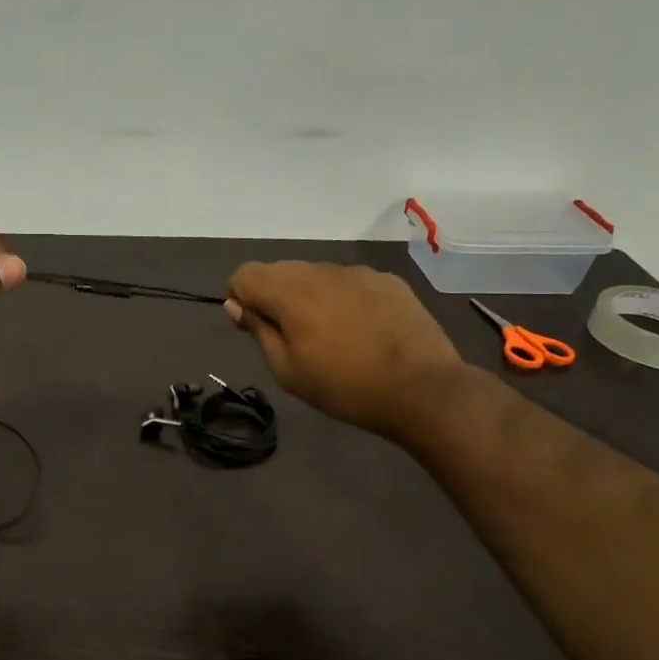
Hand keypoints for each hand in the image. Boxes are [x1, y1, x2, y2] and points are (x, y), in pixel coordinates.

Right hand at [224, 261, 465, 439]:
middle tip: (289, 337)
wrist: (423, 389)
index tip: (253, 328)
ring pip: (314, 274)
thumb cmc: (344, 387)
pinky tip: (359, 330)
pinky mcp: (387, 280)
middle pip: (279, 270)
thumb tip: (235, 305)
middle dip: (273, 296)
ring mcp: (357, 272)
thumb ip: (258, 331)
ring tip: (328, 336)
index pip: (244, 274)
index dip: (239, 298)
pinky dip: (340, 298)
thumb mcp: (287, 370)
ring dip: (308, 296)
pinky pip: (347, 281)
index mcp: (290, 292)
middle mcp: (320, 271)